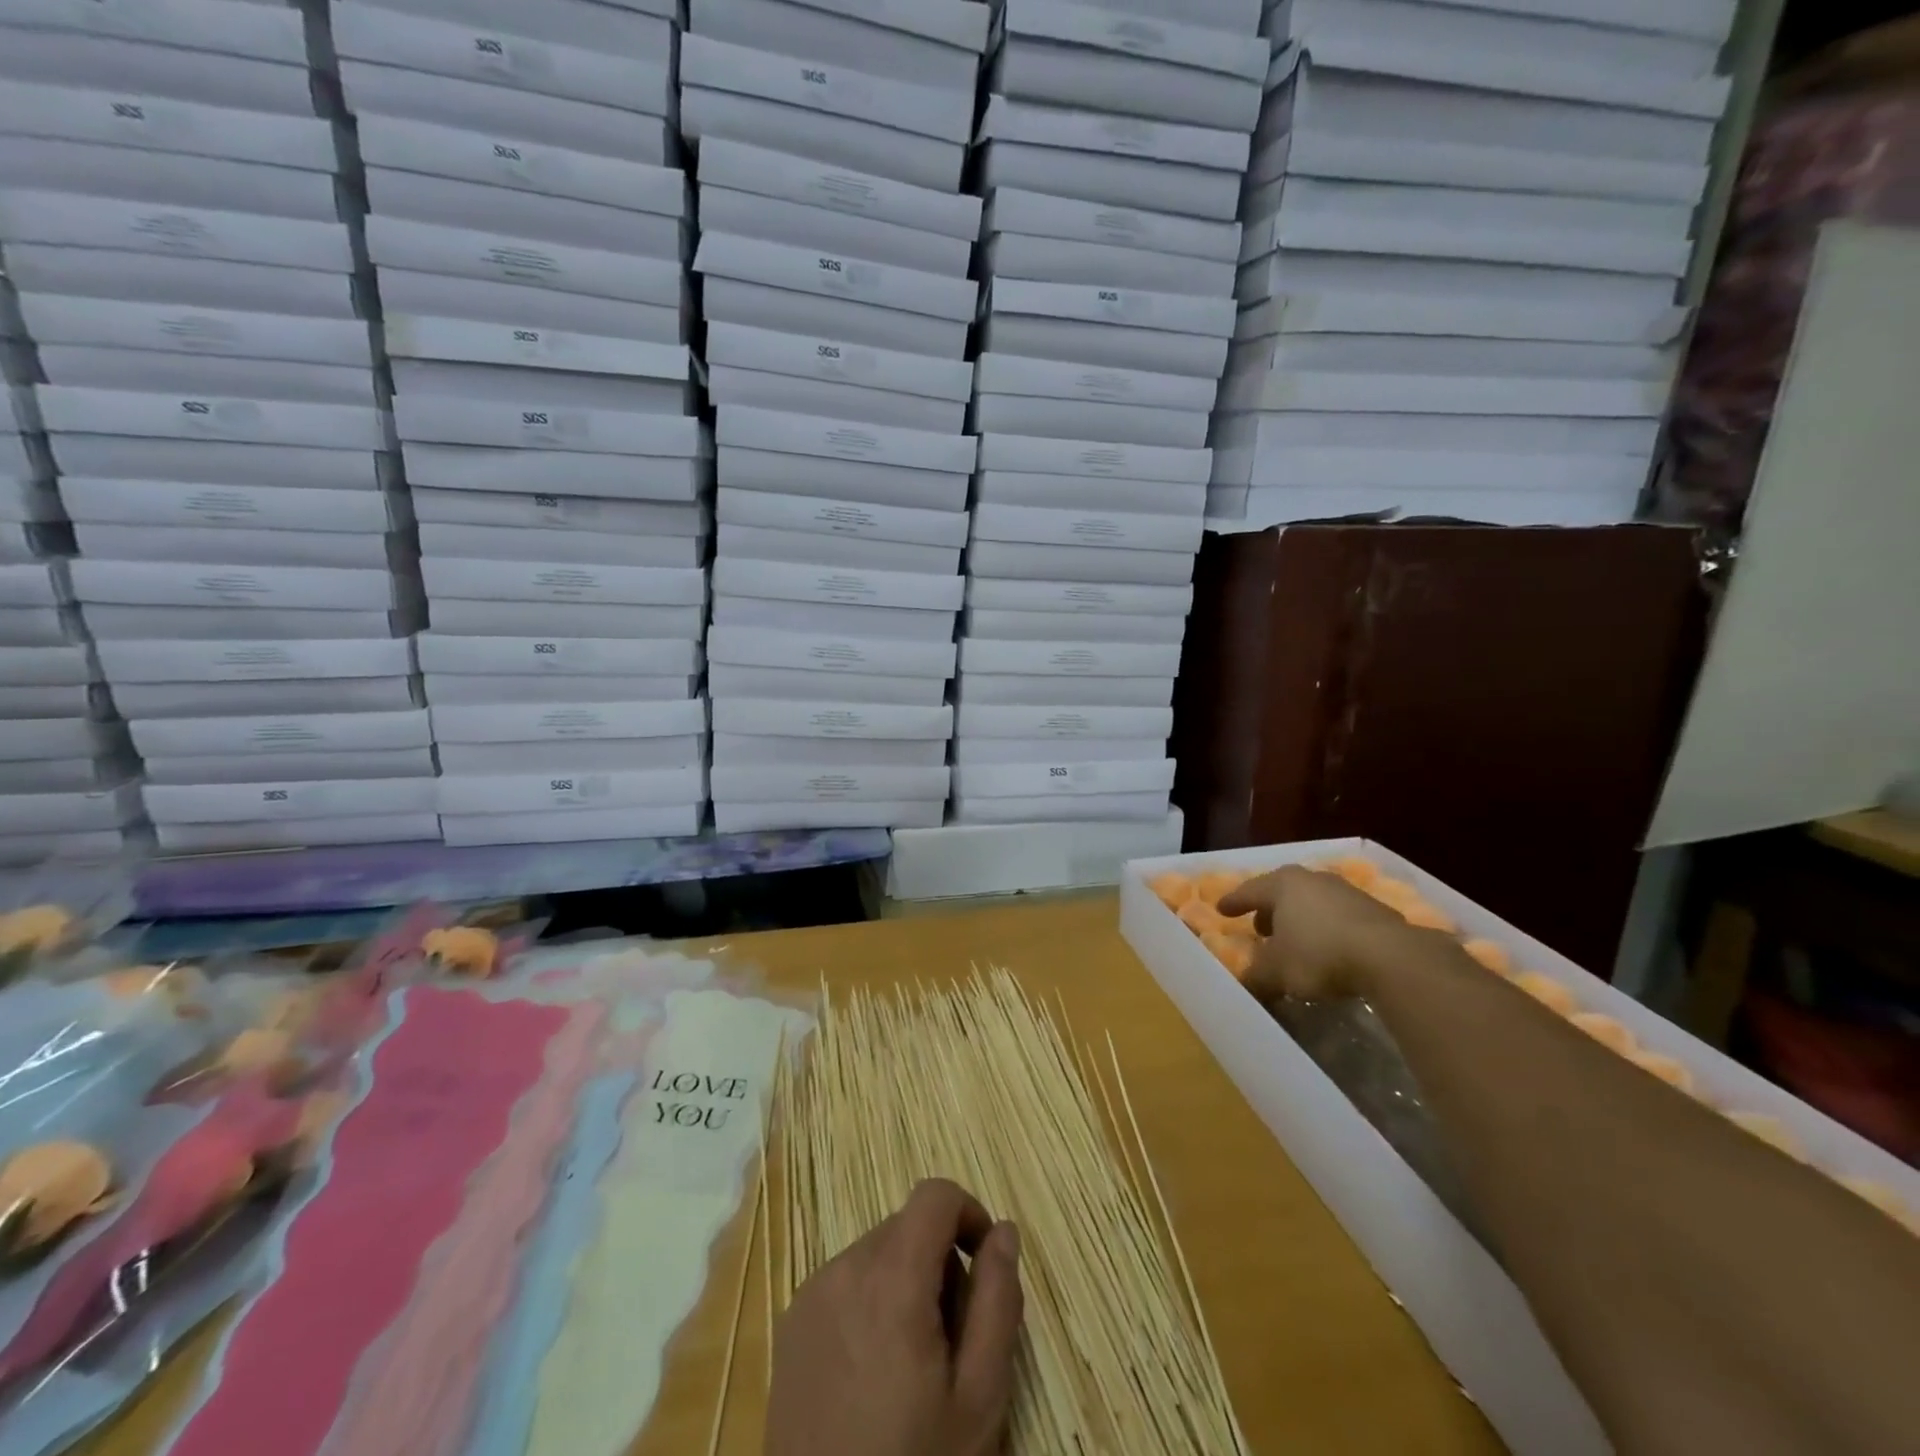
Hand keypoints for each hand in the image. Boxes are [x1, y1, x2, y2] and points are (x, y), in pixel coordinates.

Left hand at [766, 1178, 1023, 1455]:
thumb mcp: (979, 1398)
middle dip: (940, 1261)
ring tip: (914, 1361)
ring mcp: (811, 1293)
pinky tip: (874, 1370)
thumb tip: (1004, 1231)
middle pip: (907, 1226)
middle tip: (954, 1336)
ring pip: (877, 1252)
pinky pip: (845, 1280)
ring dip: (906, 1281)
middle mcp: (845, 1267)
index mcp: (891, 1277)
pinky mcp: (790, 1322)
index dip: (969, 1213)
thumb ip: (998, 1301)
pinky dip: (871, 1300)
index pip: (934, 1194)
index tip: (985, 1263)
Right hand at [1219, 866, 1413, 1002]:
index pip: (1250, 891)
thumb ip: (1256, 976)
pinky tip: (1330, 950)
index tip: (1222, 909)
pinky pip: (1340, 917)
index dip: (1234, 902)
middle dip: (1270, 910)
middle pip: (1283, 892)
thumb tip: (1248, 983)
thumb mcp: (1276, 972)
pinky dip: (1328, 930)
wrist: (1391, 958)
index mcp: (1282, 885)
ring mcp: (1347, 892)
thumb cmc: (1318, 954)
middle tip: (1261, 927)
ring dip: (1301, 920)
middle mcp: (1313, 880)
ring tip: (1296, 942)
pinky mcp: (1376, 911)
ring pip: (1313, 903)